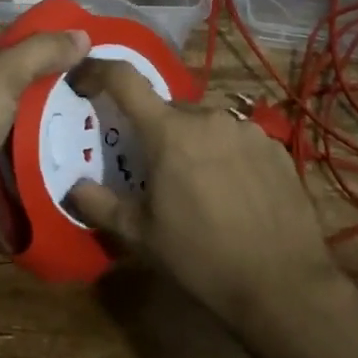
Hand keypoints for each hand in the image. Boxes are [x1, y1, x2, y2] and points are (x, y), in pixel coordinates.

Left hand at [0, 27, 90, 233]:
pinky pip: (9, 144)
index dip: (29, 39)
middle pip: (1, 77)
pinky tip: (66, 136)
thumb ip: (42, 52)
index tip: (67, 42)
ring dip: (39, 111)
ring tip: (83, 102)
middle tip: (83, 73)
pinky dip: (32, 141)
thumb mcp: (2, 74)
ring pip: (8, 112)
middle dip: (39, 77)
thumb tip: (82, 34)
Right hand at [66, 59, 339, 325]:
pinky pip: (237, 138)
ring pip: (204, 123)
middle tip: (154, 170)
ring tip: (198, 186)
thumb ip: (100, 204)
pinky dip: (225, 155)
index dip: (98, 71)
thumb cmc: (201, 258)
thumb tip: (73, 187)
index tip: (83, 79)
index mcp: (168, 131)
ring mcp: (246, 129)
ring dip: (192, 143)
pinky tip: (233, 192)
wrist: (284, 285)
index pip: (124, 80)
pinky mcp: (275, 147)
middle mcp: (207, 117)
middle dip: (155, 131)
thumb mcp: (141, 236)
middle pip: (168, 109)